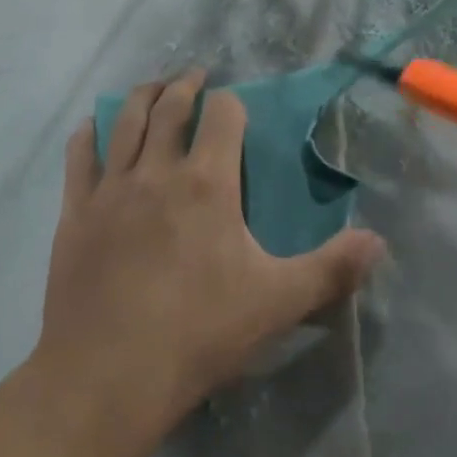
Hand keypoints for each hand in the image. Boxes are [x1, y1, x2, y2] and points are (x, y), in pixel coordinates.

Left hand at [32, 70, 384, 456]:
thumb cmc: (197, 335)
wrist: (105, 379)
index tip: (234, 107)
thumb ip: (330, 269)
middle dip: (186, 86)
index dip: (231, 103)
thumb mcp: (276, 303)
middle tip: (194, 77)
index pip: (222, 113)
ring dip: (142, 95)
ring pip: (125, 120)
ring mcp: (112, 188)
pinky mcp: (77, 213)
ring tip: (153, 87)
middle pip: (171, 106)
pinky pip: (80, 158)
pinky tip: (91, 127)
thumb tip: (379, 241)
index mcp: (207, 182)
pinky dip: (88, 135)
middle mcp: (158, 170)